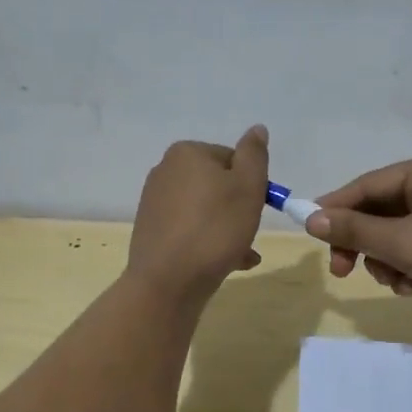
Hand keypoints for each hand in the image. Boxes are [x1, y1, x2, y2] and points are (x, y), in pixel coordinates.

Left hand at [128, 126, 268, 304]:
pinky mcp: (152, 230)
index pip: (232, 159)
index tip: (258, 208)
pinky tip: (227, 263)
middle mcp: (165, 171)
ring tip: (243, 255)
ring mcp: (155, 202)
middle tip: (250, 233)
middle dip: (239, 209)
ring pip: (206, 210)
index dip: (251, 183)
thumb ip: (254, 155)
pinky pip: (191, 229)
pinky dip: (209, 242)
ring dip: (228, 229)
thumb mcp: (248, 187)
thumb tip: (257, 129)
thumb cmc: (215, 229)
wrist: (168, 282)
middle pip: (218, 185)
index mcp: (187, 153)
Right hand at [305, 147, 411, 319]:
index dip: (336, 208)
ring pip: (395, 231)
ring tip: (397, 283)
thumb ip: (357, 231)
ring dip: (386, 259)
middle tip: (344, 272)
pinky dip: (406, 263)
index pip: (369, 184)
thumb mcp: (406, 245)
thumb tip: (310, 219)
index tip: (309, 231)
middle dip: (365, 243)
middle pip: (380, 209)